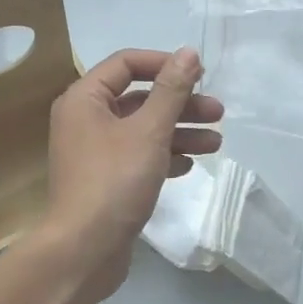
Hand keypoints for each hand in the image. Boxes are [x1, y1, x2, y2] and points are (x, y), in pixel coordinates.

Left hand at [38, 47, 224, 299]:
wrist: (84, 251)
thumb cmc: (114, 181)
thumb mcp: (149, 131)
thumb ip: (171, 90)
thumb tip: (189, 52)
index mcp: (84, 99)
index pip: (126, 64)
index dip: (164, 64)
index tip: (200, 74)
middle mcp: (85, 120)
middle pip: (139, 98)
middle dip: (180, 104)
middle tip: (218, 113)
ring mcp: (94, 152)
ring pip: (143, 130)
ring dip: (180, 132)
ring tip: (217, 144)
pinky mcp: (105, 180)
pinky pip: (138, 157)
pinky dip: (164, 156)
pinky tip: (190, 166)